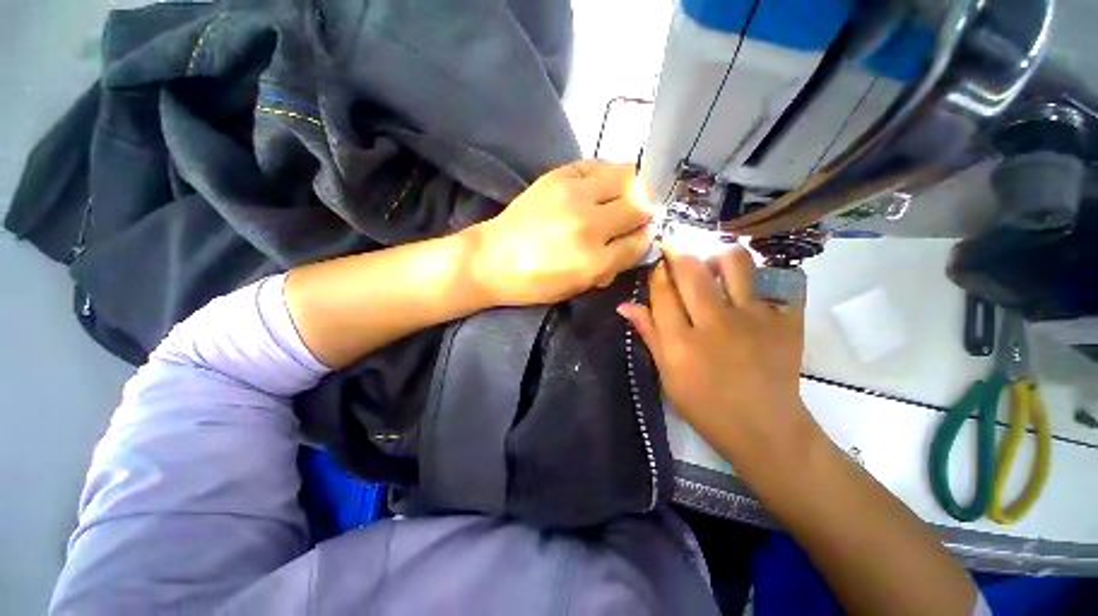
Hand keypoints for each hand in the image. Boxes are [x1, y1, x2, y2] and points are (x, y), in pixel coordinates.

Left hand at [469, 161, 652, 305]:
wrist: (491, 259)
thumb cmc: (534, 282)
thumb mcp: (578, 286)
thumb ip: (612, 266)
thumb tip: (636, 243)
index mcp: (593, 261)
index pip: (641, 241)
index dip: (644, 240)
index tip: (639, 238)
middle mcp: (590, 224)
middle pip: (640, 205)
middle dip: (643, 213)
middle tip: (633, 218)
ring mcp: (574, 194)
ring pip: (627, 176)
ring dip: (631, 188)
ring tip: (620, 199)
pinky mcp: (558, 175)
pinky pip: (598, 164)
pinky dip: (606, 175)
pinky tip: (598, 188)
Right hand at [617, 246, 814, 463]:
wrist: (765, 429)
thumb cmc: (706, 406)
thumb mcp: (667, 374)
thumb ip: (649, 335)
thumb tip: (625, 305)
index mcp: (681, 342)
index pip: (662, 292)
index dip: (656, 272)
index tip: (656, 264)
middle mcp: (715, 323)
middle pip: (692, 270)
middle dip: (678, 252)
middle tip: (674, 250)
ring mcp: (754, 318)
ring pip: (735, 262)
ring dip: (718, 255)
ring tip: (712, 265)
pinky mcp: (786, 320)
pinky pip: (773, 281)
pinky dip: (758, 276)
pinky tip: (748, 287)